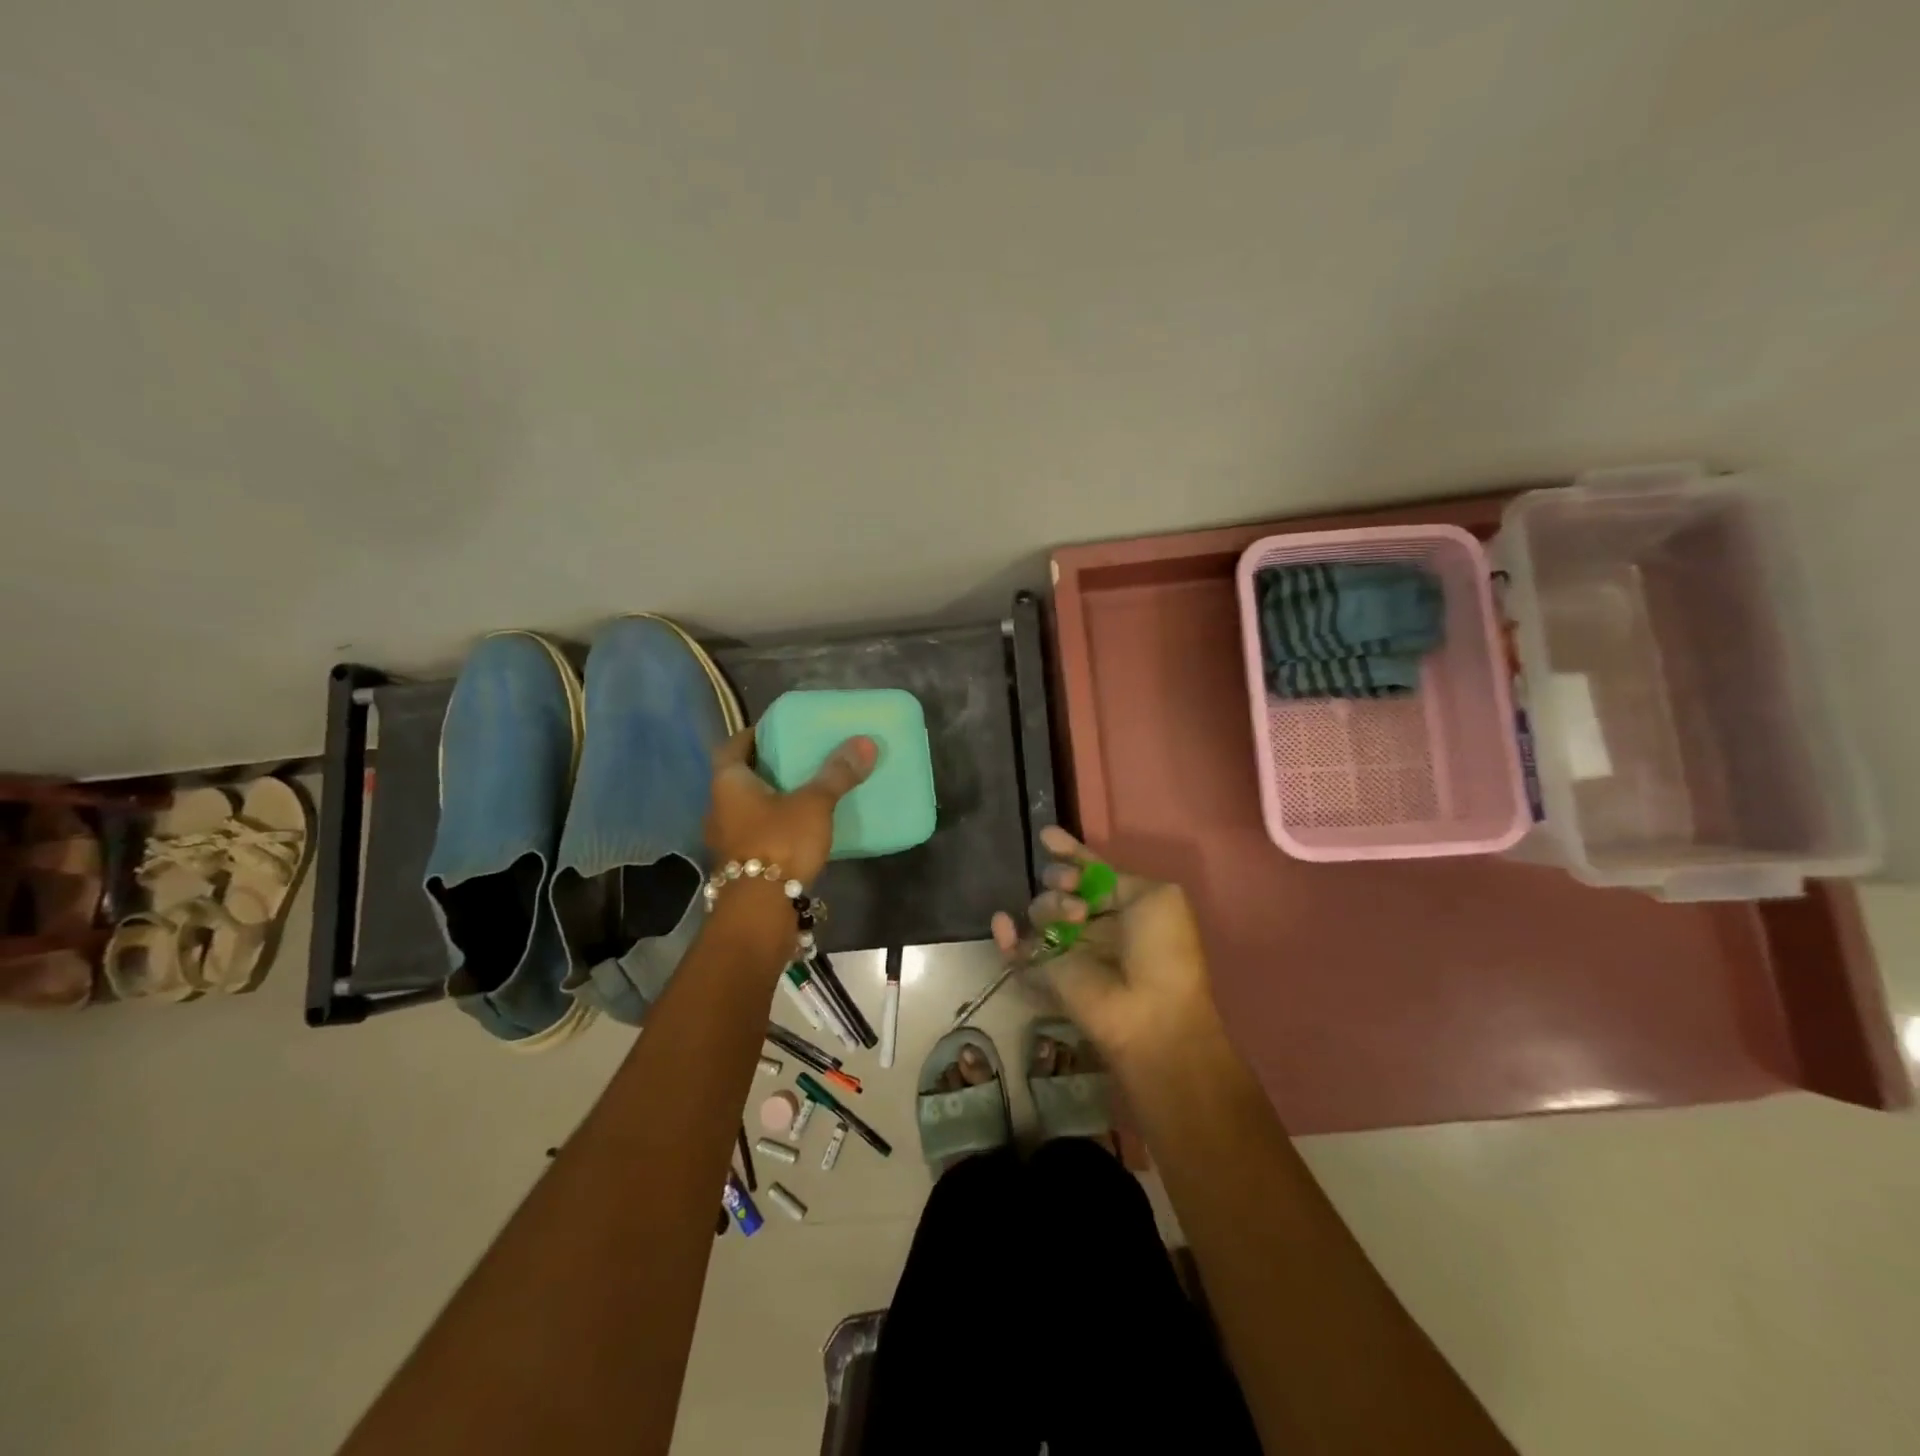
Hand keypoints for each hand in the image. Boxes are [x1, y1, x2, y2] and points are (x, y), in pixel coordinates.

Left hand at [705, 729, 877, 886]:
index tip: (774, 730)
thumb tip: (864, 741)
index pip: (731, 747)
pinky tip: (797, 829)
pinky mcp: (738, 866)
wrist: (760, 910)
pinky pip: (755, 834)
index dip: (750, 736)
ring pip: (746, 808)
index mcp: (728, 784)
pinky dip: (772, 826)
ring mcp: (725, 840)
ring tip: (800, 792)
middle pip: (738, 779)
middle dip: (764, 768)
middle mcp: (718, 808)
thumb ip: (837, 774)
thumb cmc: (779, 843)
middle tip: (794, 758)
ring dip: (767, 800)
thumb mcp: (814, 804)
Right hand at [991, 827, 1219, 1067]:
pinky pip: (1016, 952)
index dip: (1070, 853)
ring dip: (1049, 905)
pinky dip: (1004, 936)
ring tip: (1072, 917)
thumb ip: (1117, 877)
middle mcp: (1093, 924)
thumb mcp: (1157, 897)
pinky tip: (1004, 922)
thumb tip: (1083, 871)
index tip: (1046, 835)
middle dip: (1059, 877)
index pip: (1090, 873)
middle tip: (1068, 885)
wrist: (1149, 1011)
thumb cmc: (1161, 950)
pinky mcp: (1046, 974)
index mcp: (1124, 907)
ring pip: (1039, 911)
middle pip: (1060, 888)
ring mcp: (1068, 950)